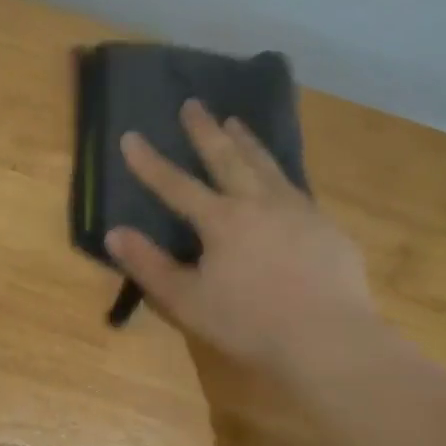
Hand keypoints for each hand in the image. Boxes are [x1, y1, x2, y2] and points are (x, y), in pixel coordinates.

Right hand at [104, 100, 376, 374]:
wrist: (331, 341)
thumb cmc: (251, 324)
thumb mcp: (188, 301)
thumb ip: (149, 266)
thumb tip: (114, 233)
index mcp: (222, 220)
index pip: (176, 184)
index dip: (149, 162)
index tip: (130, 136)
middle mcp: (258, 203)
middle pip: (226, 157)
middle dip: (205, 130)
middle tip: (193, 104)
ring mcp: (297, 211)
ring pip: (266, 165)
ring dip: (246, 141)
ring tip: (235, 122)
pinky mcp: (326, 228)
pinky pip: (296, 189)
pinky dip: (279, 174)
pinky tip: (280, 178)